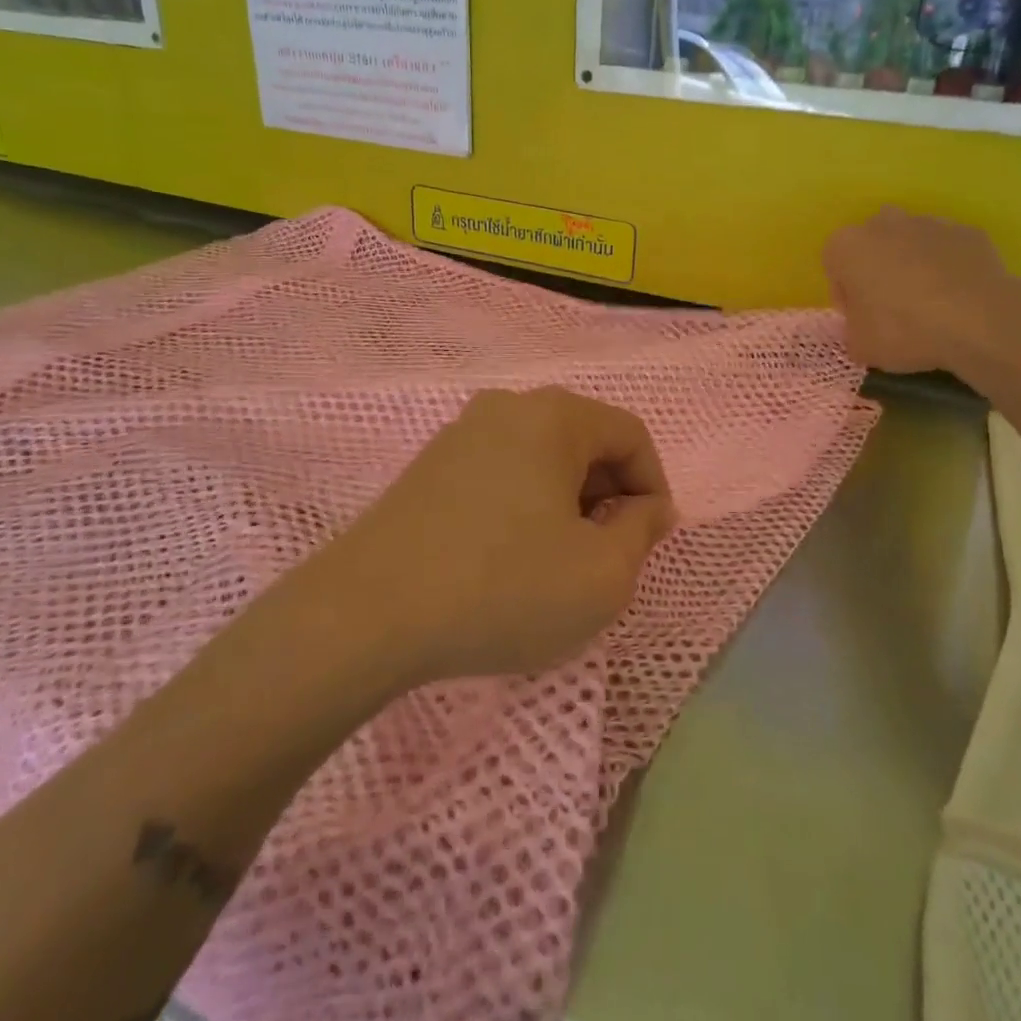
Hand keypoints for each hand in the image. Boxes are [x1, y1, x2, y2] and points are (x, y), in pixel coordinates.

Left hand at [312, 388, 675, 686]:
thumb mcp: (601, 575)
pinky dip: (523, 506)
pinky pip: (500, 473)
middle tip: (604, 556)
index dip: (652, 487)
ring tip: (556, 562)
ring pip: (541, 458)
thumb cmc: (504, 588)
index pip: (631, 435)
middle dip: (608, 496)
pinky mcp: (428, 466)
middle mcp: (507, 407)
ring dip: (565, 503)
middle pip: (584, 441)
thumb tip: (647, 507)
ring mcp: (460, 433)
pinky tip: (507, 558)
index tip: (647, 542)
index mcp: (554, 416)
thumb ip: (642, 532)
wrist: (367, 613)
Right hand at [822, 206, 1020, 375]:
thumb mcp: (860, 346)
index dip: (846, 296)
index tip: (861, 320)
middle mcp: (883, 223)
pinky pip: (947, 251)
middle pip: (873, 247)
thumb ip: (852, 331)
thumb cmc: (902, 330)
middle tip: (892, 309)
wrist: (978, 320)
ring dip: (913, 267)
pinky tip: (957, 299)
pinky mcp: (967, 232)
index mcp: (846, 245)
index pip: (834, 268)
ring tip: (930, 306)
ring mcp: (928, 223)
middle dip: (878, 271)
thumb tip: (863, 328)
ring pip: (910, 244)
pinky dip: (948, 268)